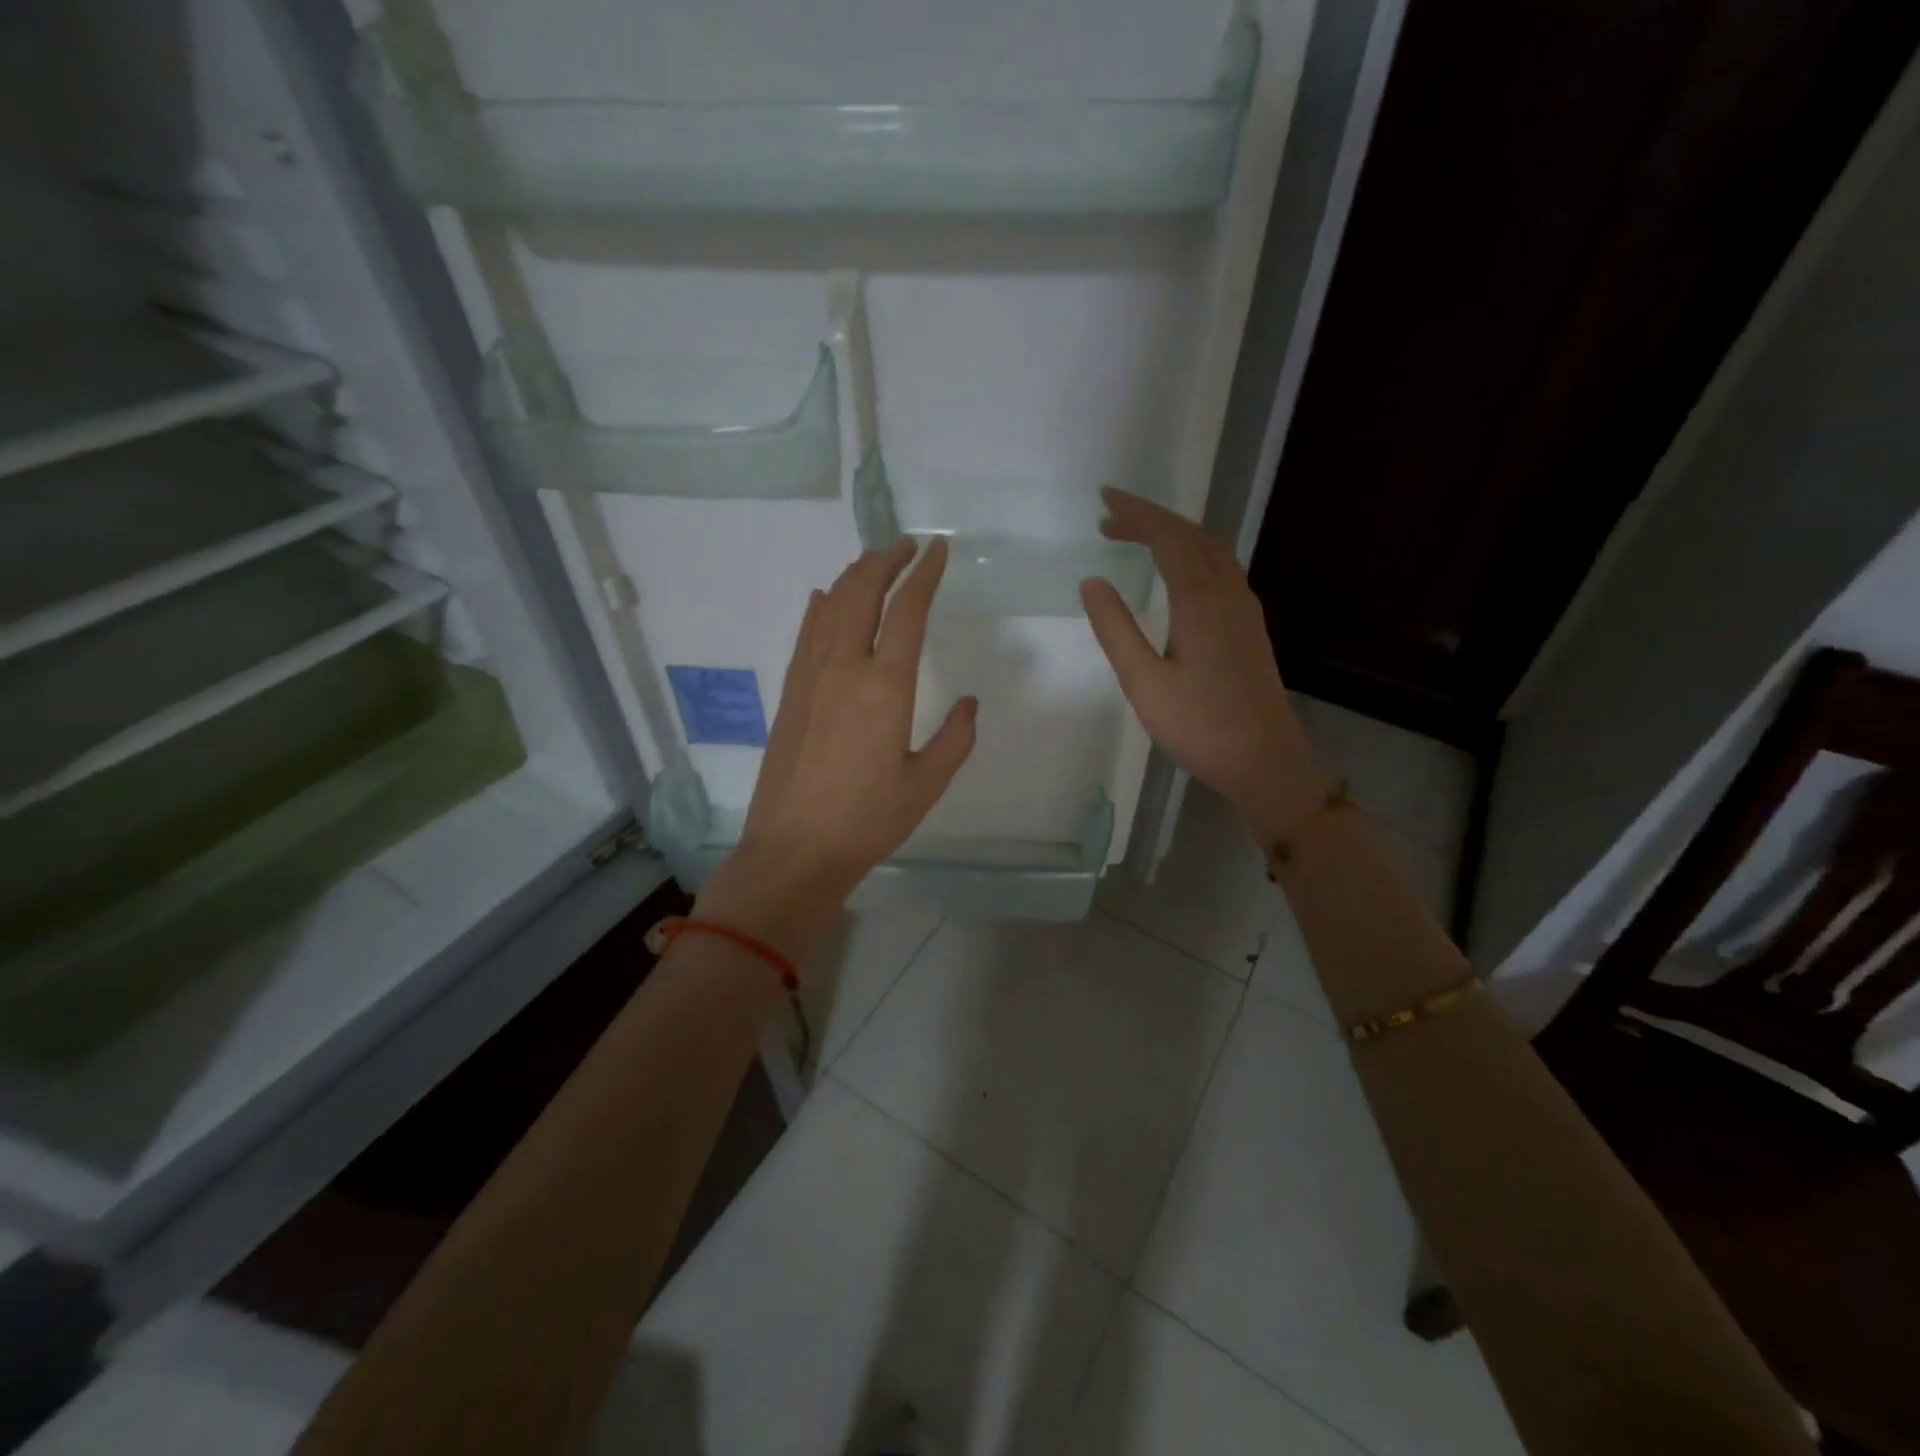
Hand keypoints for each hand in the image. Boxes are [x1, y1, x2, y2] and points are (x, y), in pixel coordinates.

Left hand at [698, 539, 976, 958]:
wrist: (793, 850)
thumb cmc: (867, 821)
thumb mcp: (926, 784)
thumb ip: (955, 738)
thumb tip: (969, 705)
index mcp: (885, 686)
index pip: (907, 610)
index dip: (925, 574)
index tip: (939, 551)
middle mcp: (843, 668)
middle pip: (861, 592)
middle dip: (885, 560)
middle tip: (907, 546)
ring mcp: (809, 676)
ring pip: (829, 605)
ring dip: (854, 576)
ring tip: (876, 564)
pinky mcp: (790, 692)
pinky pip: (807, 632)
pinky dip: (821, 606)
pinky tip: (825, 598)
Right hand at [1079, 488, 1323, 846]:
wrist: (1265, 761)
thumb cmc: (1199, 726)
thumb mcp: (1144, 682)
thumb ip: (1116, 629)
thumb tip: (1092, 582)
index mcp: (1201, 600)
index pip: (1168, 537)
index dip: (1136, 514)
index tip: (1104, 501)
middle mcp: (1229, 593)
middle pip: (1193, 535)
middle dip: (1152, 518)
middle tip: (1110, 518)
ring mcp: (1245, 609)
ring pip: (1212, 550)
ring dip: (1175, 534)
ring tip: (1138, 536)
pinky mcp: (1249, 627)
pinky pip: (1221, 568)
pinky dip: (1192, 554)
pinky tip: (1178, 572)